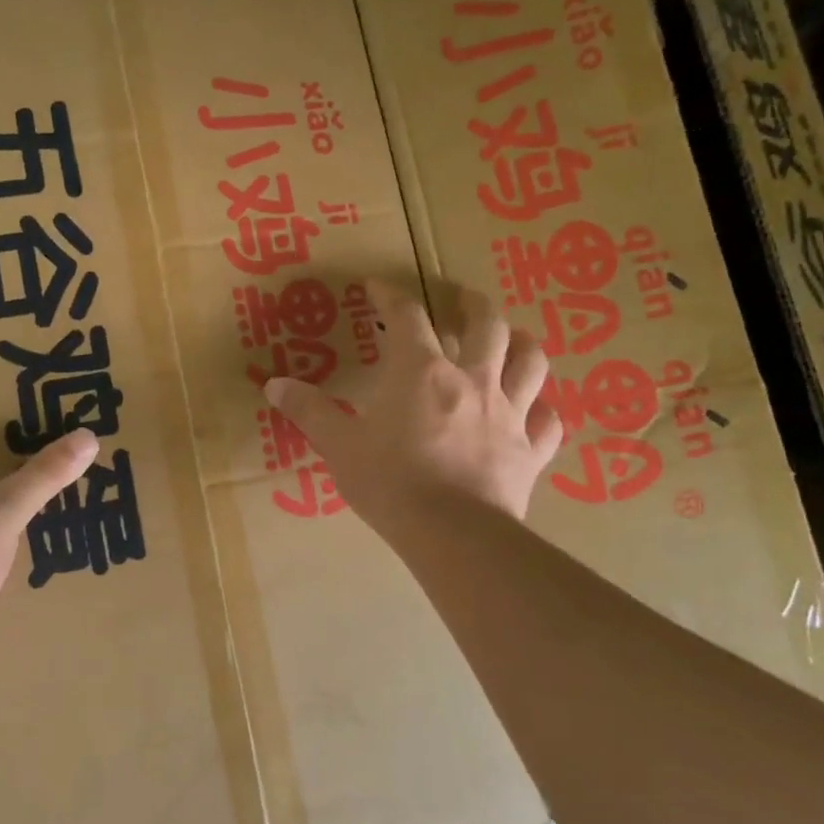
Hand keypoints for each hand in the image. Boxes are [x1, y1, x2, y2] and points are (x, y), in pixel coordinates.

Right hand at [263, 280, 562, 535]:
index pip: (407, 316)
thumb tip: (274, 385)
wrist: (452, 534)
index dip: (390, 296)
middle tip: (463, 301)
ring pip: (531, 362)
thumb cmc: (390, 483)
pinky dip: (542, 411)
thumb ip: (309, 412)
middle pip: (486, 324)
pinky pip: (548, 422)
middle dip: (473, 305)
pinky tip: (534, 411)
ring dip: (521, 344)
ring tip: (510, 340)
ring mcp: (508, 413)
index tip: (377, 288)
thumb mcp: (339, 446)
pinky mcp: (531, 451)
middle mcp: (471, 379)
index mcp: (421, 371)